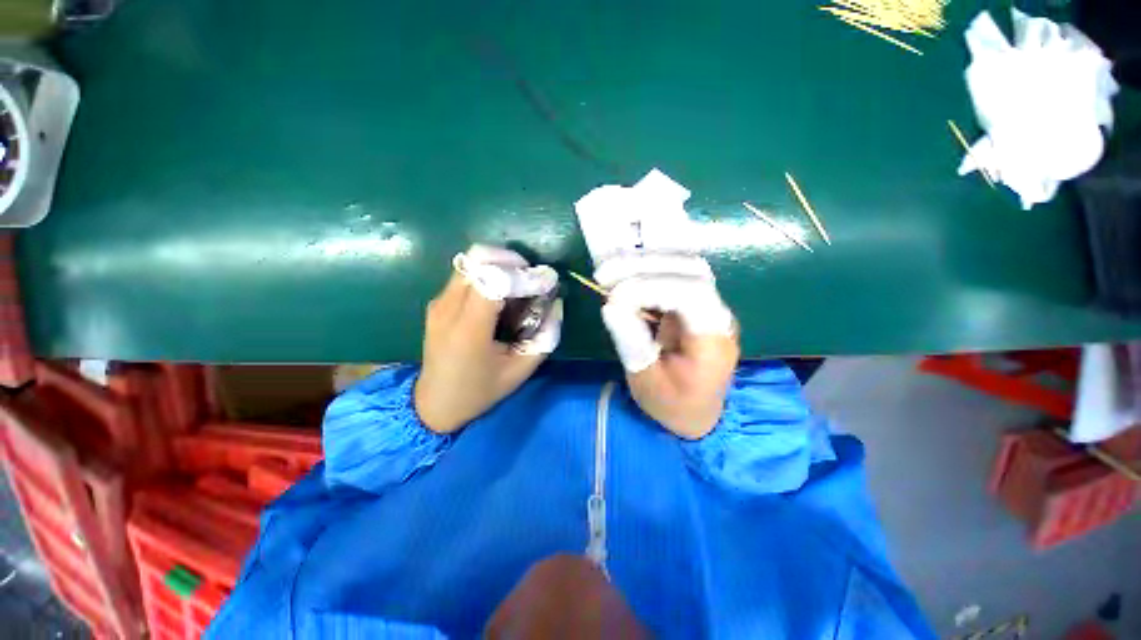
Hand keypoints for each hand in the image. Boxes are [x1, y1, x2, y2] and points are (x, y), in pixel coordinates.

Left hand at [414, 246, 561, 433]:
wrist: (434, 403)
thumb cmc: (479, 391)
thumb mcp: (519, 371)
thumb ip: (544, 338)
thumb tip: (557, 305)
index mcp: (468, 329)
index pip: (493, 281)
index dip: (523, 276)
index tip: (547, 281)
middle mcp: (448, 308)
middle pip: (478, 260)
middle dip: (513, 262)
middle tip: (534, 278)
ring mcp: (439, 302)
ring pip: (471, 263)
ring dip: (500, 266)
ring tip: (520, 285)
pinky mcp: (438, 302)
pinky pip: (466, 275)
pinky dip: (488, 274)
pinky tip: (502, 296)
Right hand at [599, 259, 737, 439]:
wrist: (697, 411)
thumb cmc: (672, 404)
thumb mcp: (646, 382)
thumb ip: (631, 343)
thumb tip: (611, 304)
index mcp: (712, 340)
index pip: (690, 293)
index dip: (650, 286)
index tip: (614, 297)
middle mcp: (718, 314)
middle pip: (690, 270)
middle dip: (643, 266)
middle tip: (603, 275)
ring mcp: (709, 304)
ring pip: (683, 264)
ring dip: (644, 261)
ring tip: (608, 270)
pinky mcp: (695, 302)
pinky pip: (674, 272)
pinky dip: (647, 267)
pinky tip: (622, 271)